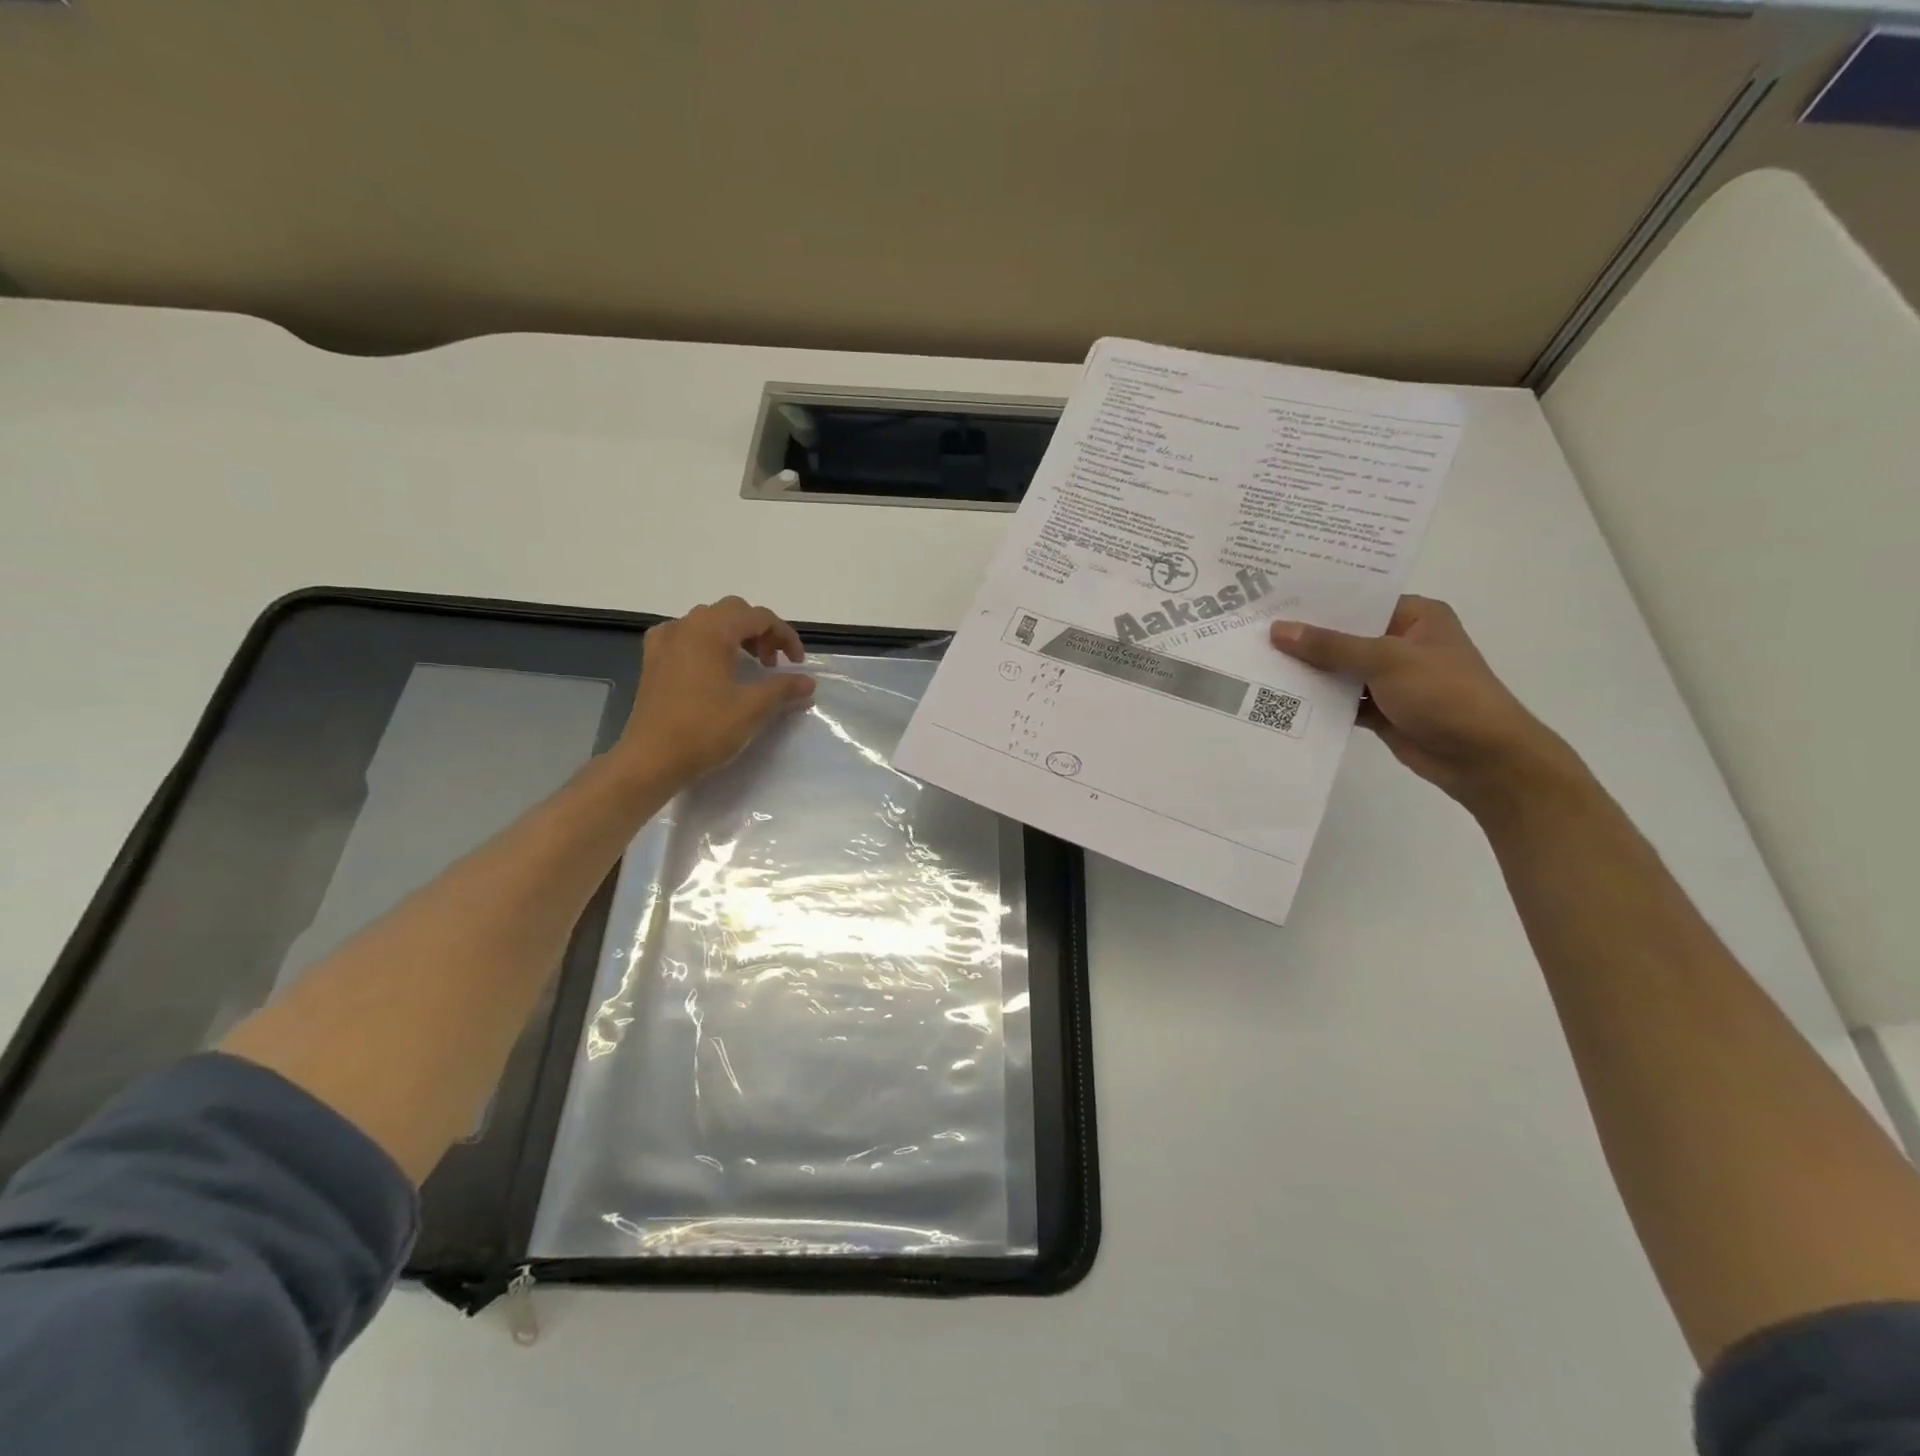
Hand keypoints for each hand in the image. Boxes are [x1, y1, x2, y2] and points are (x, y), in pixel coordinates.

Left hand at [619, 597, 815, 781]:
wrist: (651, 759)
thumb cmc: (705, 729)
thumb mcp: (753, 708)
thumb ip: (784, 688)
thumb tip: (808, 682)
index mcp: (712, 630)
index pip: (759, 617)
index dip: (785, 636)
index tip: (797, 665)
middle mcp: (687, 626)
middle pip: (733, 612)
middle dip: (760, 633)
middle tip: (772, 664)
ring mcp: (665, 642)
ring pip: (708, 622)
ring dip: (734, 636)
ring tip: (747, 667)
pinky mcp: (653, 661)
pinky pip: (684, 636)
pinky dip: (705, 643)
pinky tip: (709, 665)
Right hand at [1269, 596, 1580, 819]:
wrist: (1482, 759)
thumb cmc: (1445, 694)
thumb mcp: (1386, 660)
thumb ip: (1330, 646)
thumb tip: (1279, 630)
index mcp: (1415, 617)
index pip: (1359, 601)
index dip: (1317, 601)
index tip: (1272, 598)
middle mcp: (1401, 642)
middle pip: (1344, 635)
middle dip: (1305, 638)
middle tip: (1253, 629)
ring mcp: (1390, 679)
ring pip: (1339, 670)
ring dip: (1308, 671)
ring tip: (1256, 661)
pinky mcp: (1381, 710)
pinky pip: (1341, 700)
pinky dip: (1318, 701)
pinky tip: (1279, 697)